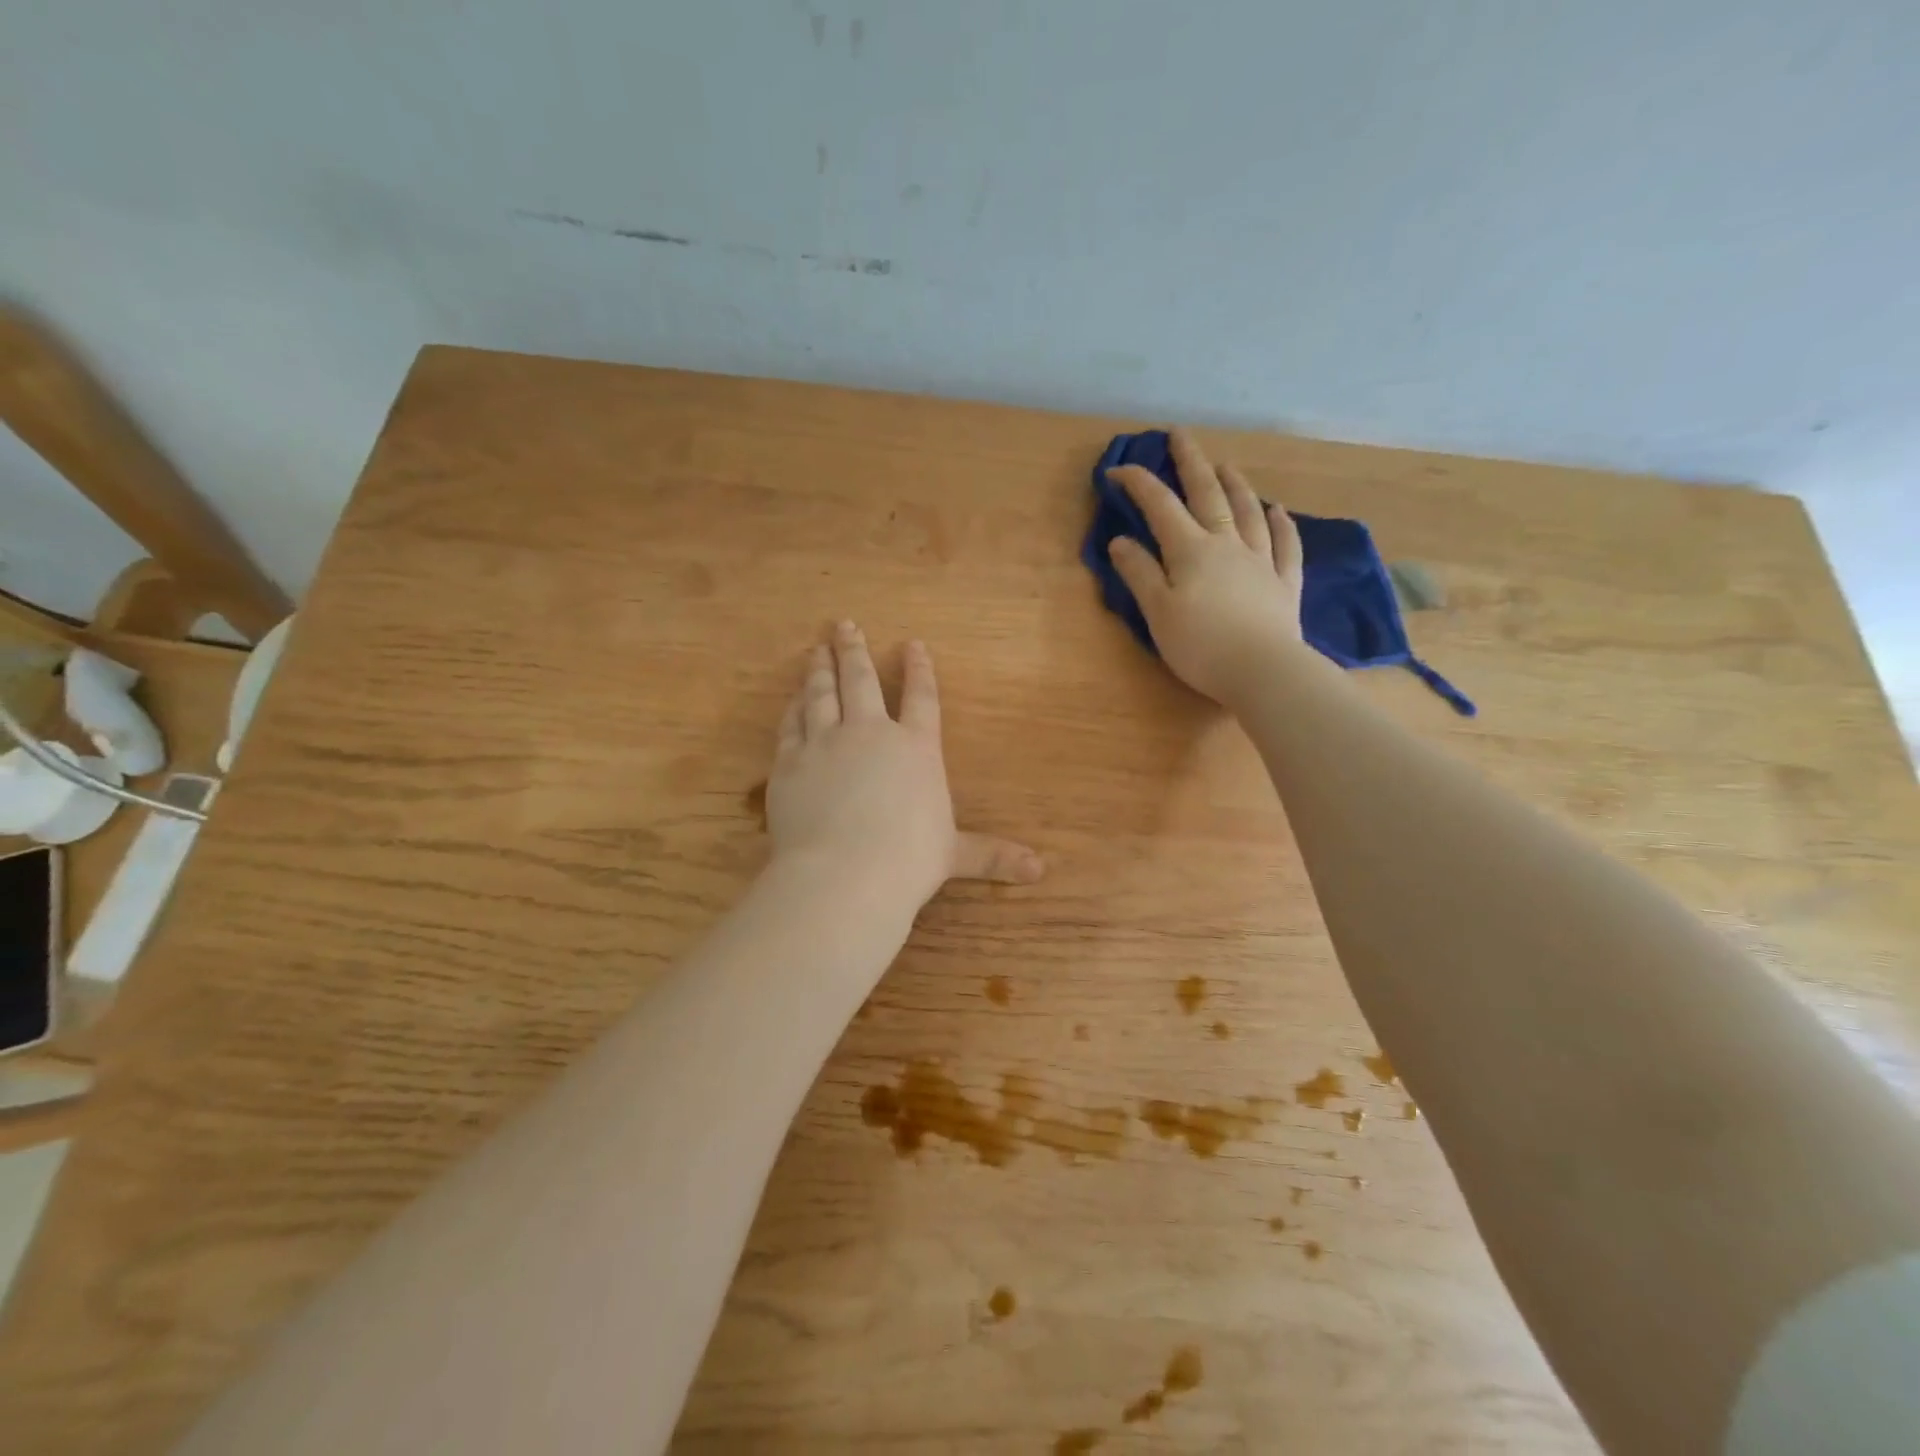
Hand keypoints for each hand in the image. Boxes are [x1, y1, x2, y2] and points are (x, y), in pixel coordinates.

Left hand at [767, 622, 1043, 905]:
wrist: (844, 875)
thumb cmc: (909, 861)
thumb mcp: (954, 855)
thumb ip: (992, 854)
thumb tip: (1040, 870)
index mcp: (916, 748)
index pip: (922, 697)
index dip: (919, 669)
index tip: (912, 644)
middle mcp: (870, 733)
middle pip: (861, 680)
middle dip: (854, 650)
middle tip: (845, 625)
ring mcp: (825, 743)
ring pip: (821, 693)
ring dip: (819, 668)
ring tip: (817, 648)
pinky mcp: (790, 762)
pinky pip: (791, 724)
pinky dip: (793, 707)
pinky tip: (792, 698)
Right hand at [1106, 427, 1303, 704]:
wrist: (1263, 671)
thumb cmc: (1200, 645)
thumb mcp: (1157, 612)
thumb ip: (1139, 573)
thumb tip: (1120, 540)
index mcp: (1190, 550)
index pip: (1160, 507)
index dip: (1138, 484)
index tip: (1117, 470)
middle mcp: (1227, 544)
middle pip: (1207, 495)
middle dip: (1191, 462)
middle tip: (1180, 435)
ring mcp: (1260, 561)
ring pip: (1248, 512)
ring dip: (1235, 485)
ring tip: (1226, 465)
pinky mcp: (1284, 584)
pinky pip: (1285, 545)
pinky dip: (1281, 524)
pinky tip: (1278, 510)